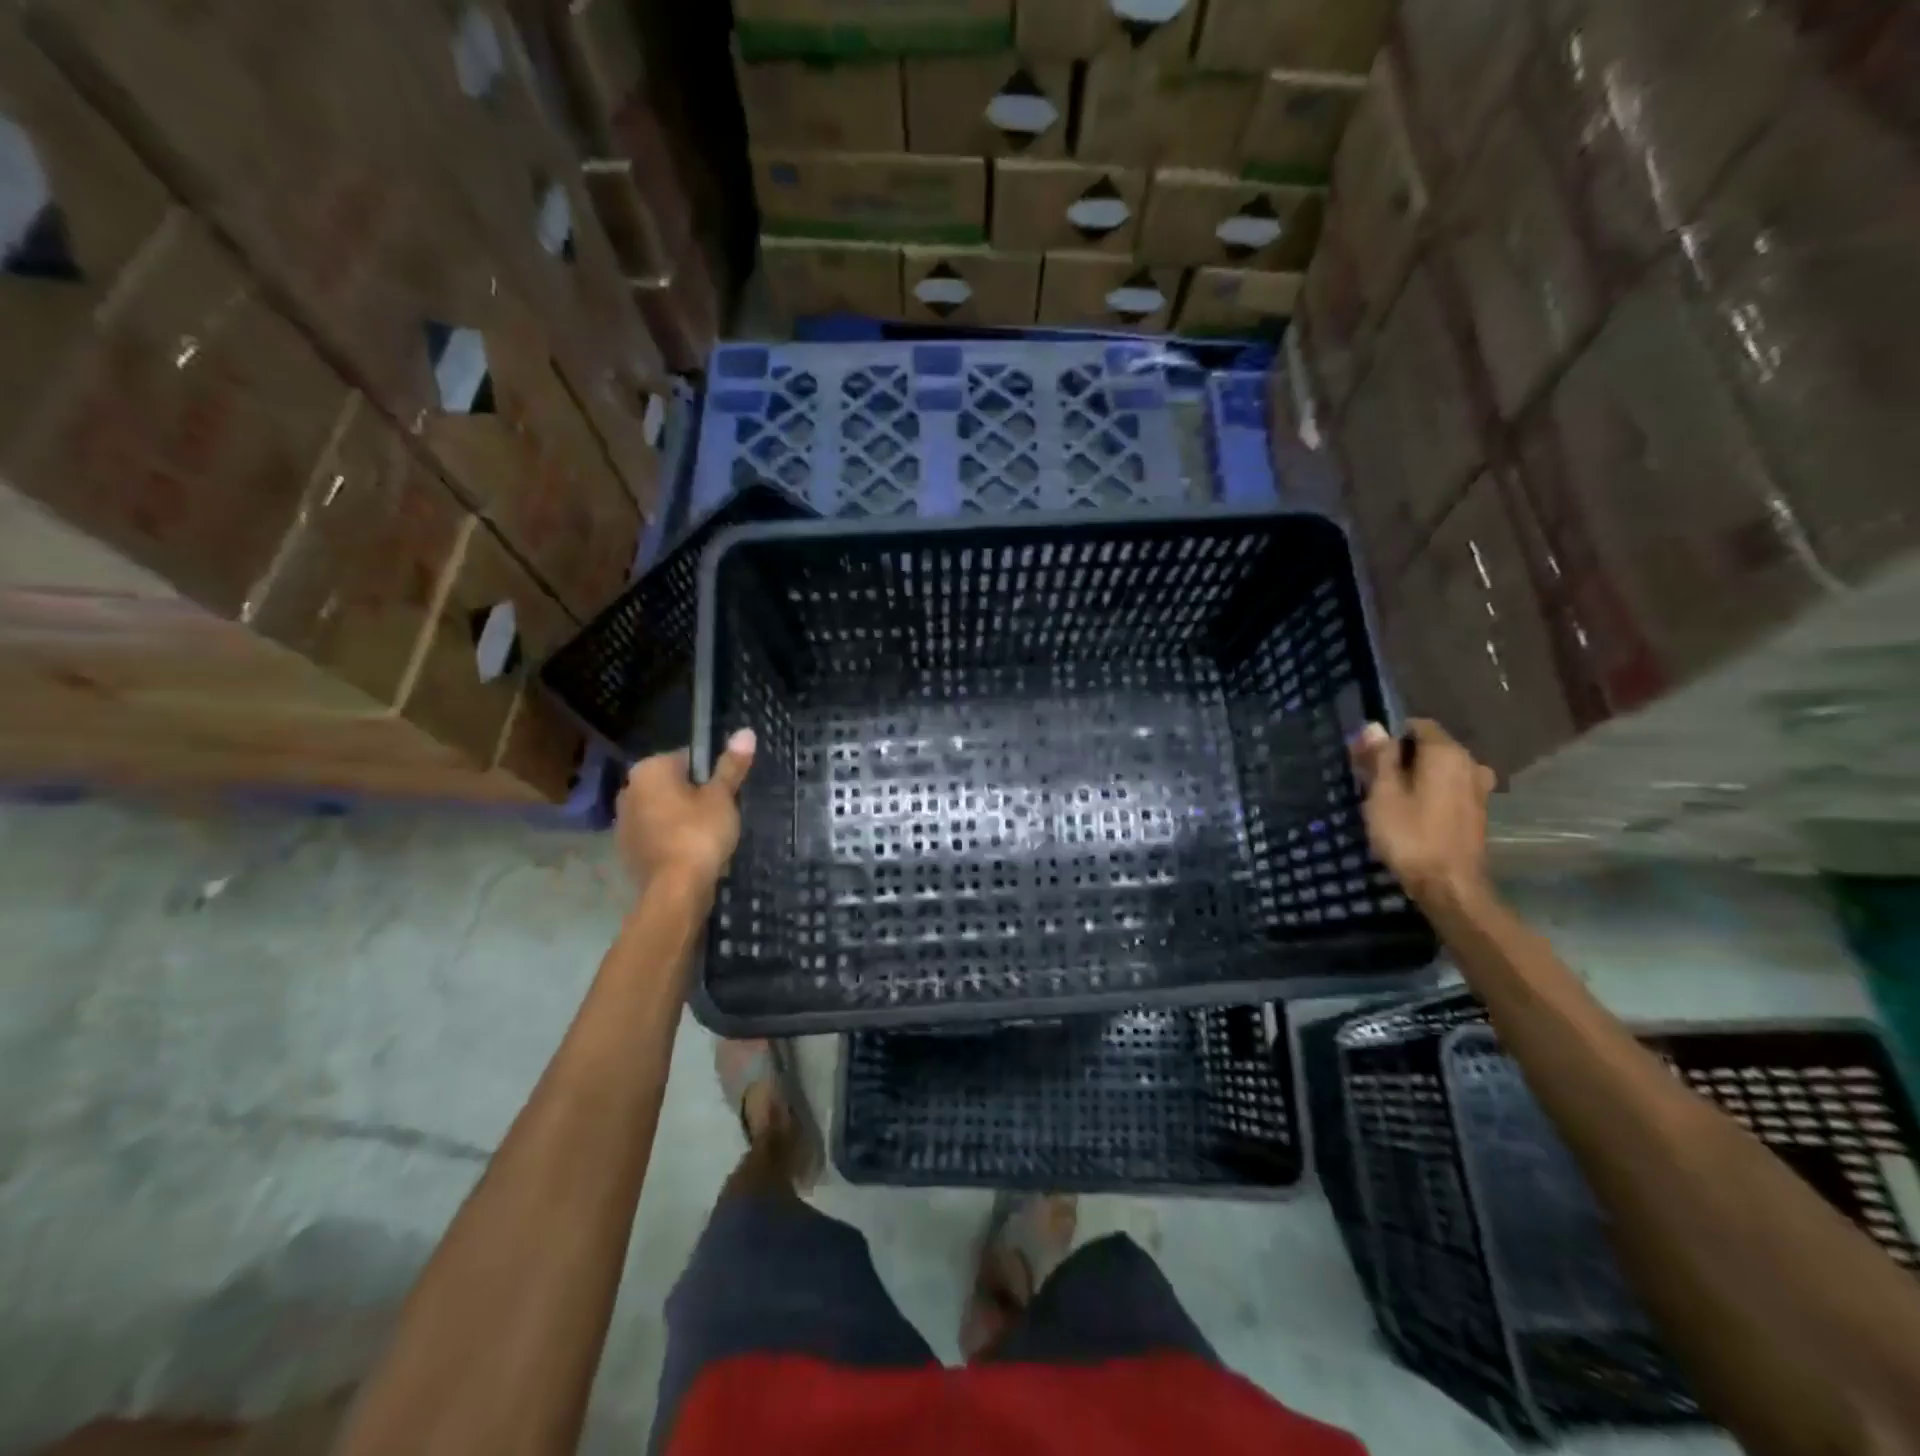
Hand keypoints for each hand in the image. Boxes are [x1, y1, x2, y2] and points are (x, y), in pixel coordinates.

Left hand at [617, 730, 755, 893]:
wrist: (674, 890)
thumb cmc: (699, 834)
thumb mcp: (722, 797)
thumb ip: (731, 766)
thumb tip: (745, 732)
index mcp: (649, 770)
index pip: (687, 758)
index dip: (711, 773)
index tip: (726, 792)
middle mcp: (628, 790)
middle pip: (672, 784)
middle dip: (694, 795)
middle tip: (721, 814)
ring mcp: (623, 822)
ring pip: (662, 810)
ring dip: (681, 817)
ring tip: (708, 836)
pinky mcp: (626, 850)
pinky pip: (655, 834)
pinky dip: (671, 839)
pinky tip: (691, 853)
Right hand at [1350, 719, 1496, 906]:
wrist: (1449, 886)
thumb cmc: (1410, 835)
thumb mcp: (1383, 794)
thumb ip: (1380, 757)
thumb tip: (1374, 726)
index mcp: (1446, 753)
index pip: (1416, 725)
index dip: (1389, 735)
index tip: (1365, 755)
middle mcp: (1469, 763)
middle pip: (1429, 746)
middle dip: (1400, 756)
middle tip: (1370, 778)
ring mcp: (1478, 788)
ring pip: (1439, 768)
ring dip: (1415, 775)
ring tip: (1388, 797)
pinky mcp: (1477, 811)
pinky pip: (1449, 787)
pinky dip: (1429, 791)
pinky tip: (1411, 811)